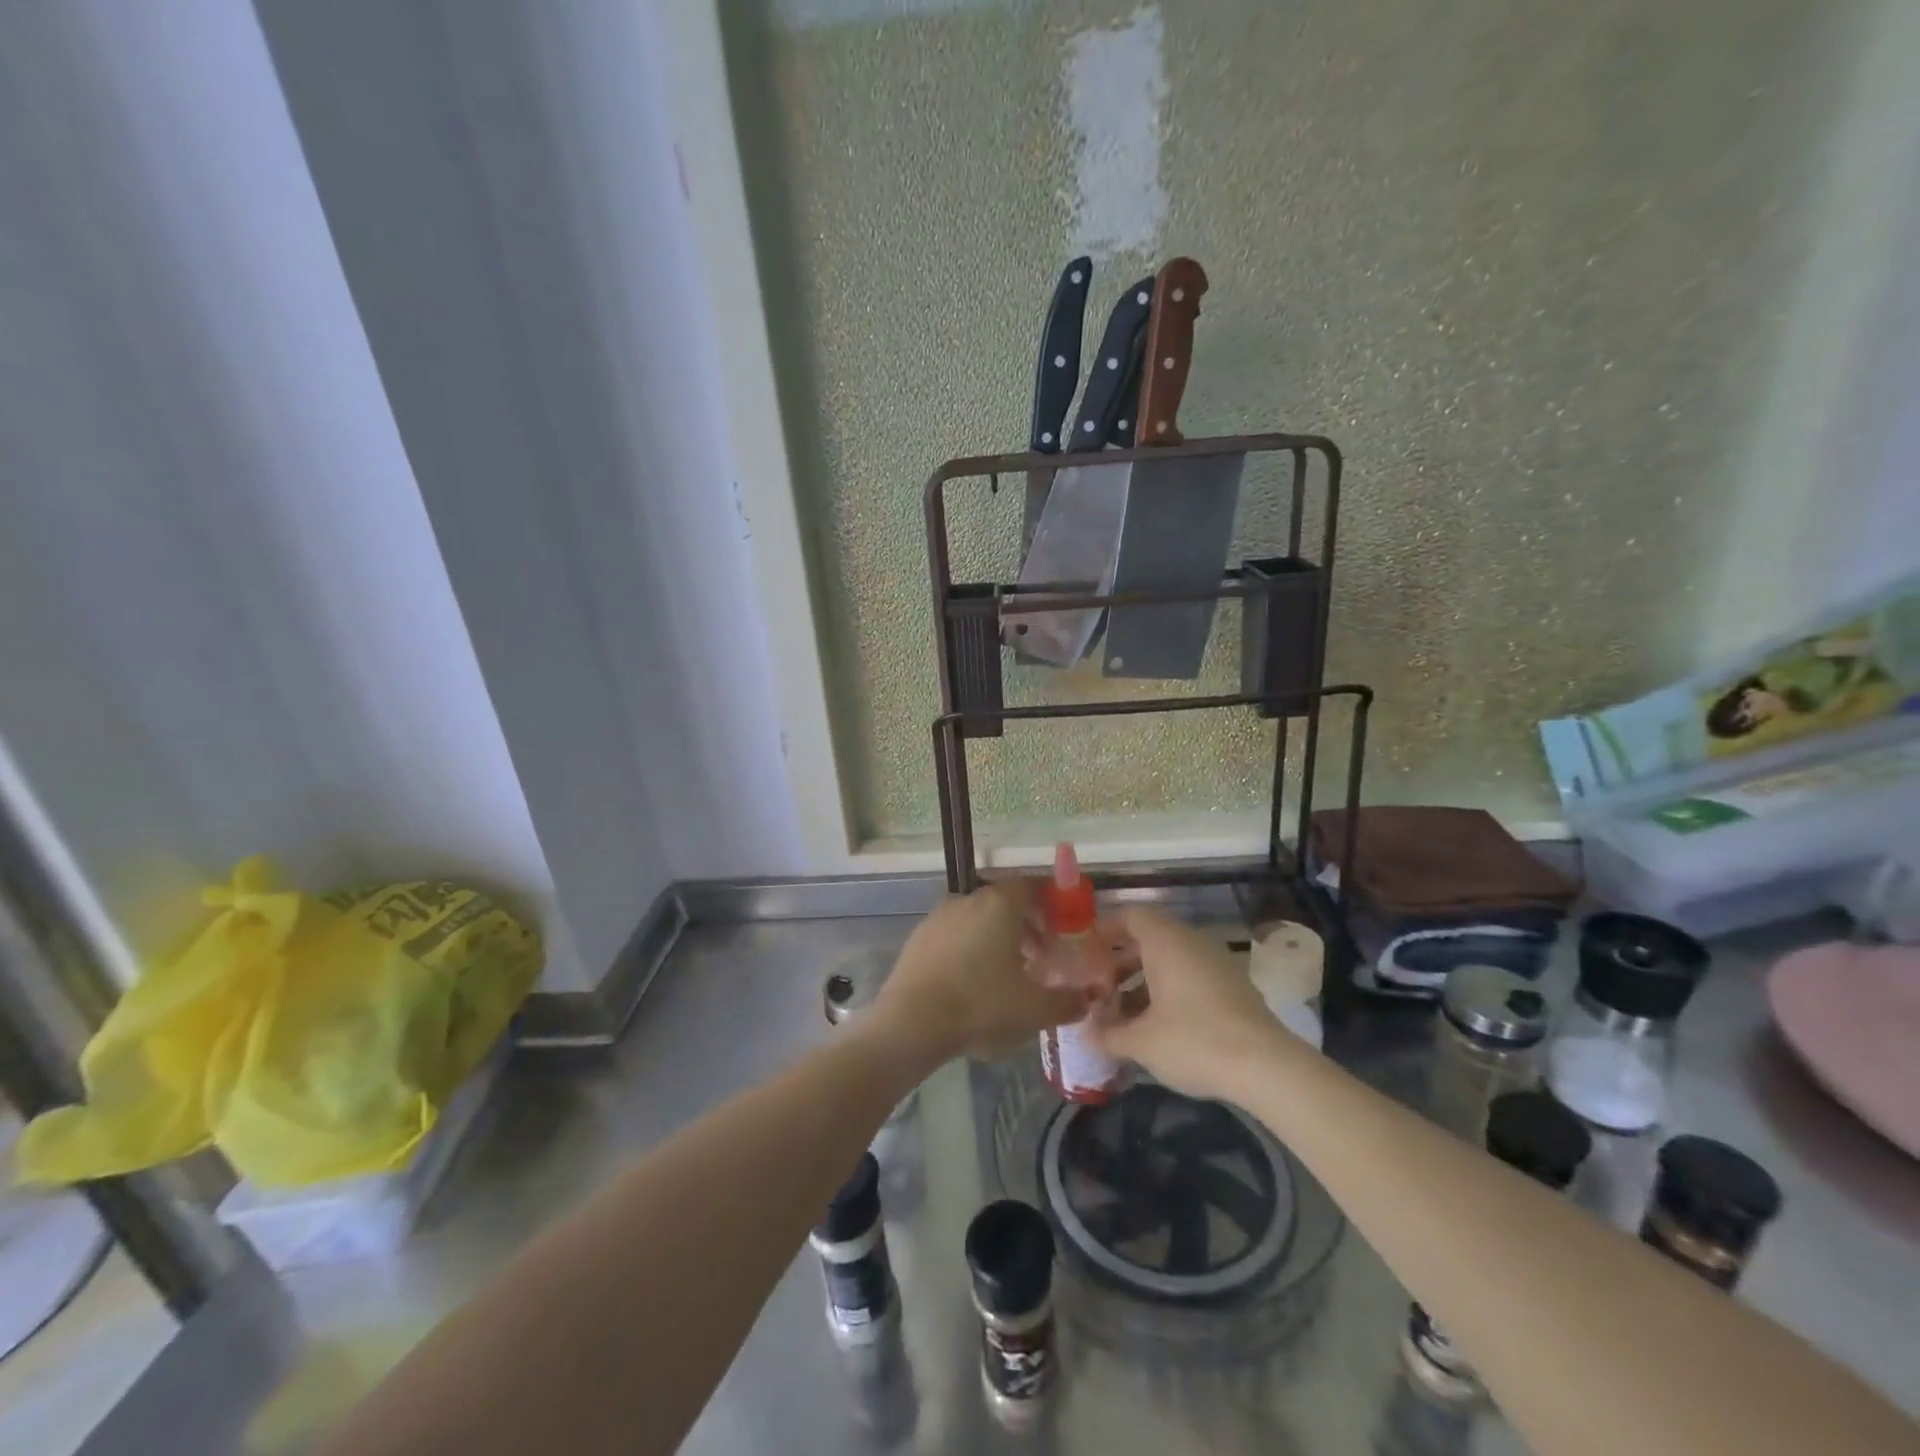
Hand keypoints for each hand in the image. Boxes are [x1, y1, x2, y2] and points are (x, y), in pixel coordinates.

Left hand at [873, 880, 1084, 1064]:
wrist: (911, 1021)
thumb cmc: (981, 1004)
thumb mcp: (1035, 1009)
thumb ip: (1067, 1002)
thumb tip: (1086, 1000)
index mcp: (1000, 903)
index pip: (1032, 885)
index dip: (1051, 903)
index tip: (1063, 929)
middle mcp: (969, 899)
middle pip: (1005, 902)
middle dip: (1027, 925)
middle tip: (1041, 957)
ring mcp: (939, 916)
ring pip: (978, 918)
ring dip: (998, 939)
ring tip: (1009, 974)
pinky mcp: (918, 937)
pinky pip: (954, 934)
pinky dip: (970, 949)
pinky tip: (973, 982)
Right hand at [1090, 905, 1289, 1101]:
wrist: (1267, 1067)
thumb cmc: (1194, 1041)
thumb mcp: (1141, 1043)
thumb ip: (1109, 1035)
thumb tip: (1086, 1035)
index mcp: (1165, 941)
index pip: (1130, 915)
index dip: (1105, 929)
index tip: (1086, 953)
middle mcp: (1191, 941)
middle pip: (1149, 937)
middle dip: (1121, 961)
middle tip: (1100, 988)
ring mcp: (1216, 962)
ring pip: (1171, 959)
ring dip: (1144, 979)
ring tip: (1124, 1013)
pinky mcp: (1233, 986)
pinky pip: (1191, 975)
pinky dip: (1169, 990)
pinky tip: (1158, 1025)